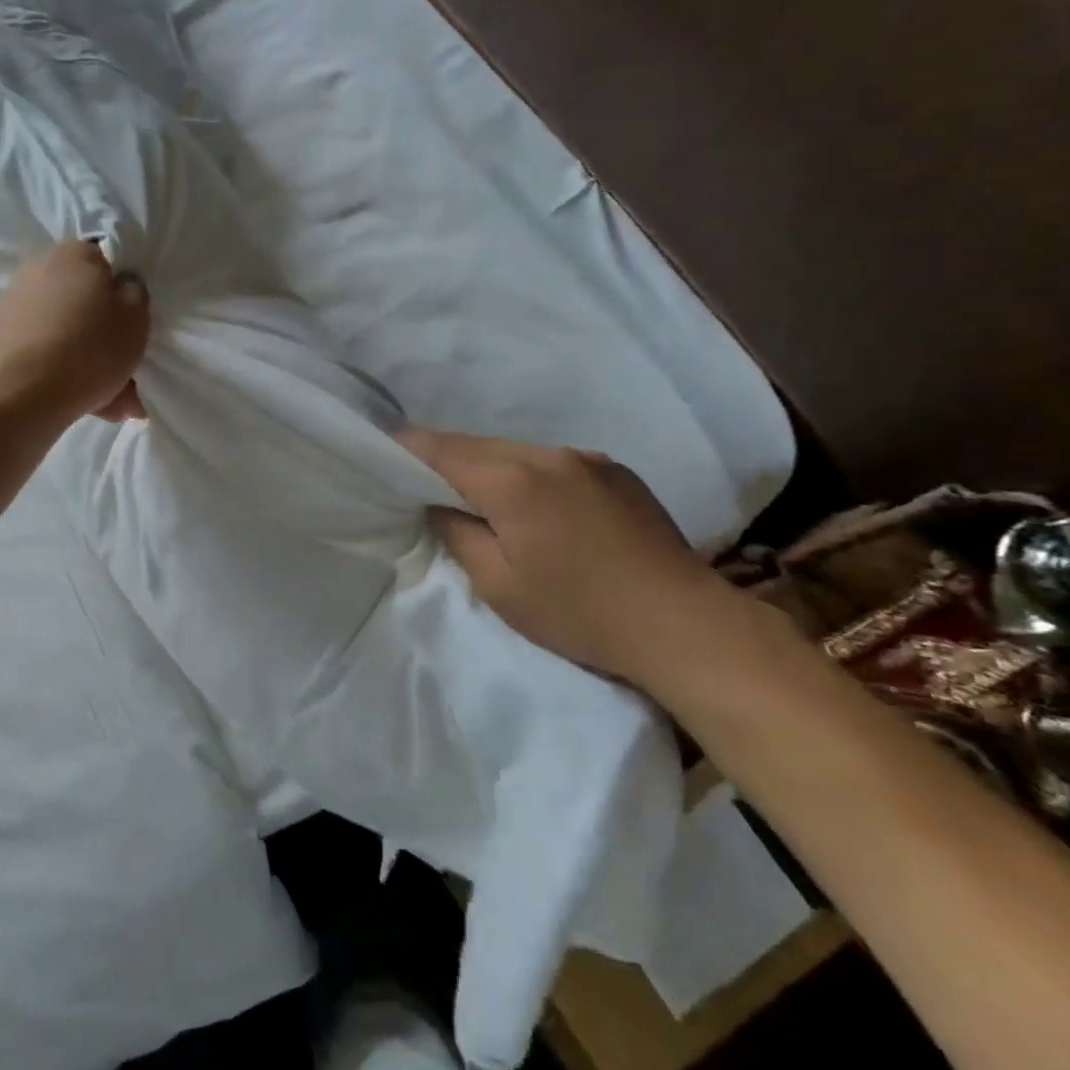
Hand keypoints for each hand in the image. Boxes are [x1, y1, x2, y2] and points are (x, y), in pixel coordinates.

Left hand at [0, 239, 149, 423]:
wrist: (24, 394)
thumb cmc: (91, 347)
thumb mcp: (136, 318)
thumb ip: (134, 293)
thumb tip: (122, 284)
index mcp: (74, 254)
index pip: (106, 265)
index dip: (122, 298)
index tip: (132, 329)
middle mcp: (37, 268)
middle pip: (83, 303)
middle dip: (104, 337)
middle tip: (124, 374)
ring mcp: (11, 304)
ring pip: (64, 332)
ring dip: (85, 361)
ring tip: (107, 403)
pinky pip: (41, 351)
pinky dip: (59, 371)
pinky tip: (78, 402)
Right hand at [398, 428, 739, 688]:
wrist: (684, 624)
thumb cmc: (579, 613)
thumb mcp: (500, 587)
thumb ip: (458, 534)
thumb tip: (439, 505)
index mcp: (512, 480)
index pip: (443, 449)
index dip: (408, 447)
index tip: (385, 449)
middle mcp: (547, 455)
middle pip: (478, 445)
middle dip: (447, 458)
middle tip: (424, 482)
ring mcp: (587, 458)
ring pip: (516, 450)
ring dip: (490, 467)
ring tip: (481, 498)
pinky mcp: (615, 471)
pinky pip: (552, 462)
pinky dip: (529, 475)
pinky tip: (536, 507)